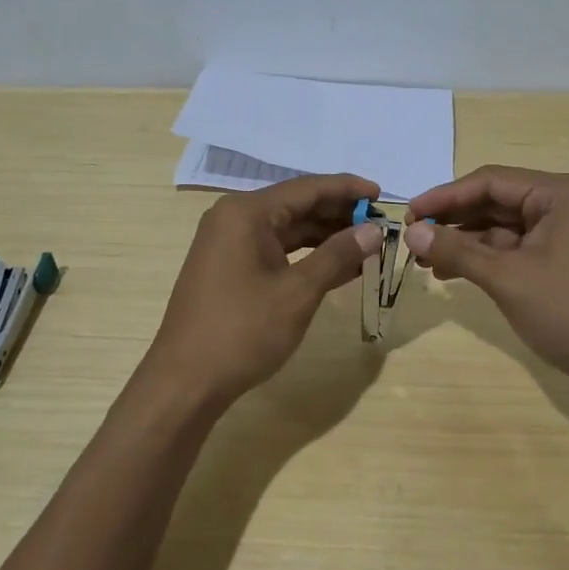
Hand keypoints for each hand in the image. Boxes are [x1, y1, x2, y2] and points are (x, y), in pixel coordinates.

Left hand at [147, 173, 381, 408]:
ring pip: (287, 229)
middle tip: (380, 224)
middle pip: (296, 205)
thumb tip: (374, 230)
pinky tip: (337, 267)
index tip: (382, 194)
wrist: (187, 380)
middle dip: (338, 214)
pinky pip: (275, 250)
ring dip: (325, 237)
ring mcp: (228, 243)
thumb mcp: (298, 292)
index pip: (307, 188)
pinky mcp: (228, 267)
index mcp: (247, 213)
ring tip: (366, 245)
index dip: (347, 189)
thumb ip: (338, 255)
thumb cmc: (244, 331)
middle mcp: (234, 218)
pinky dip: (306, 256)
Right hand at [404, 166, 568, 403]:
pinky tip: (453, 273)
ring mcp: (567, 233)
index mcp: (562, 193)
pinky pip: (517, 249)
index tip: (408, 215)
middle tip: (413, 239)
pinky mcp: (565, 260)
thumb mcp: (507, 278)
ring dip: (466, 243)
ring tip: (425, 262)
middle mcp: (567, 204)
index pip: (491, 181)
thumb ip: (456, 251)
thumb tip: (410, 232)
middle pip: (497, 202)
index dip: (445, 197)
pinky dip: (486, 259)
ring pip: (504, 228)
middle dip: (454, 221)